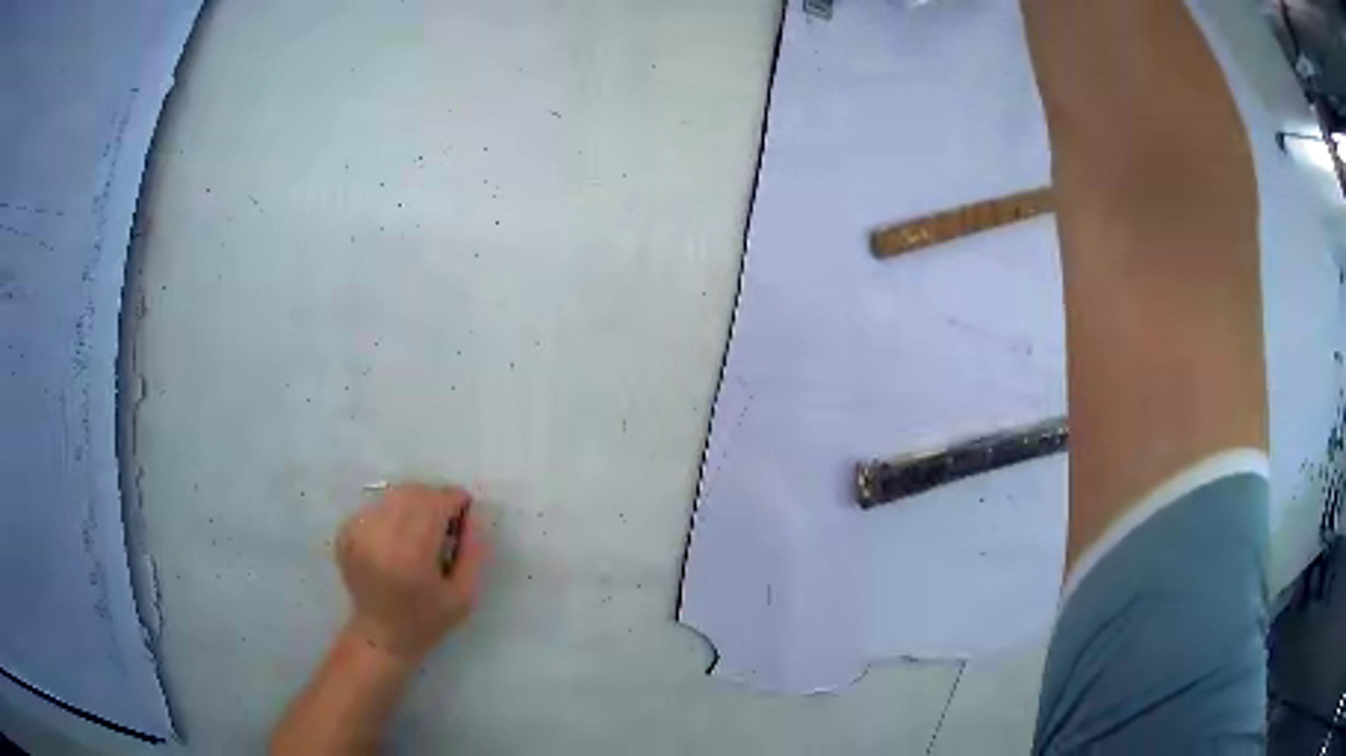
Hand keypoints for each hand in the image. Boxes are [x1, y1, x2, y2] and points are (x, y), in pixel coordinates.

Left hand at [335, 483, 488, 662]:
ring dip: (414, 505)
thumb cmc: (428, 620)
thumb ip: (474, 551)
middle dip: (435, 500)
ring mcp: (358, 533)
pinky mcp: (345, 532)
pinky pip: (377, 506)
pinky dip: (393, 513)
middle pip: (414, 493)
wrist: (381, 636)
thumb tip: (475, 512)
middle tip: (445, 522)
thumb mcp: (464, 594)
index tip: (465, 512)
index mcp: (411, 555)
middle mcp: (380, 537)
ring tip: (421, 531)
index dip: (455, 501)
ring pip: (394, 495)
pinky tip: (398, 538)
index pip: (435, 503)